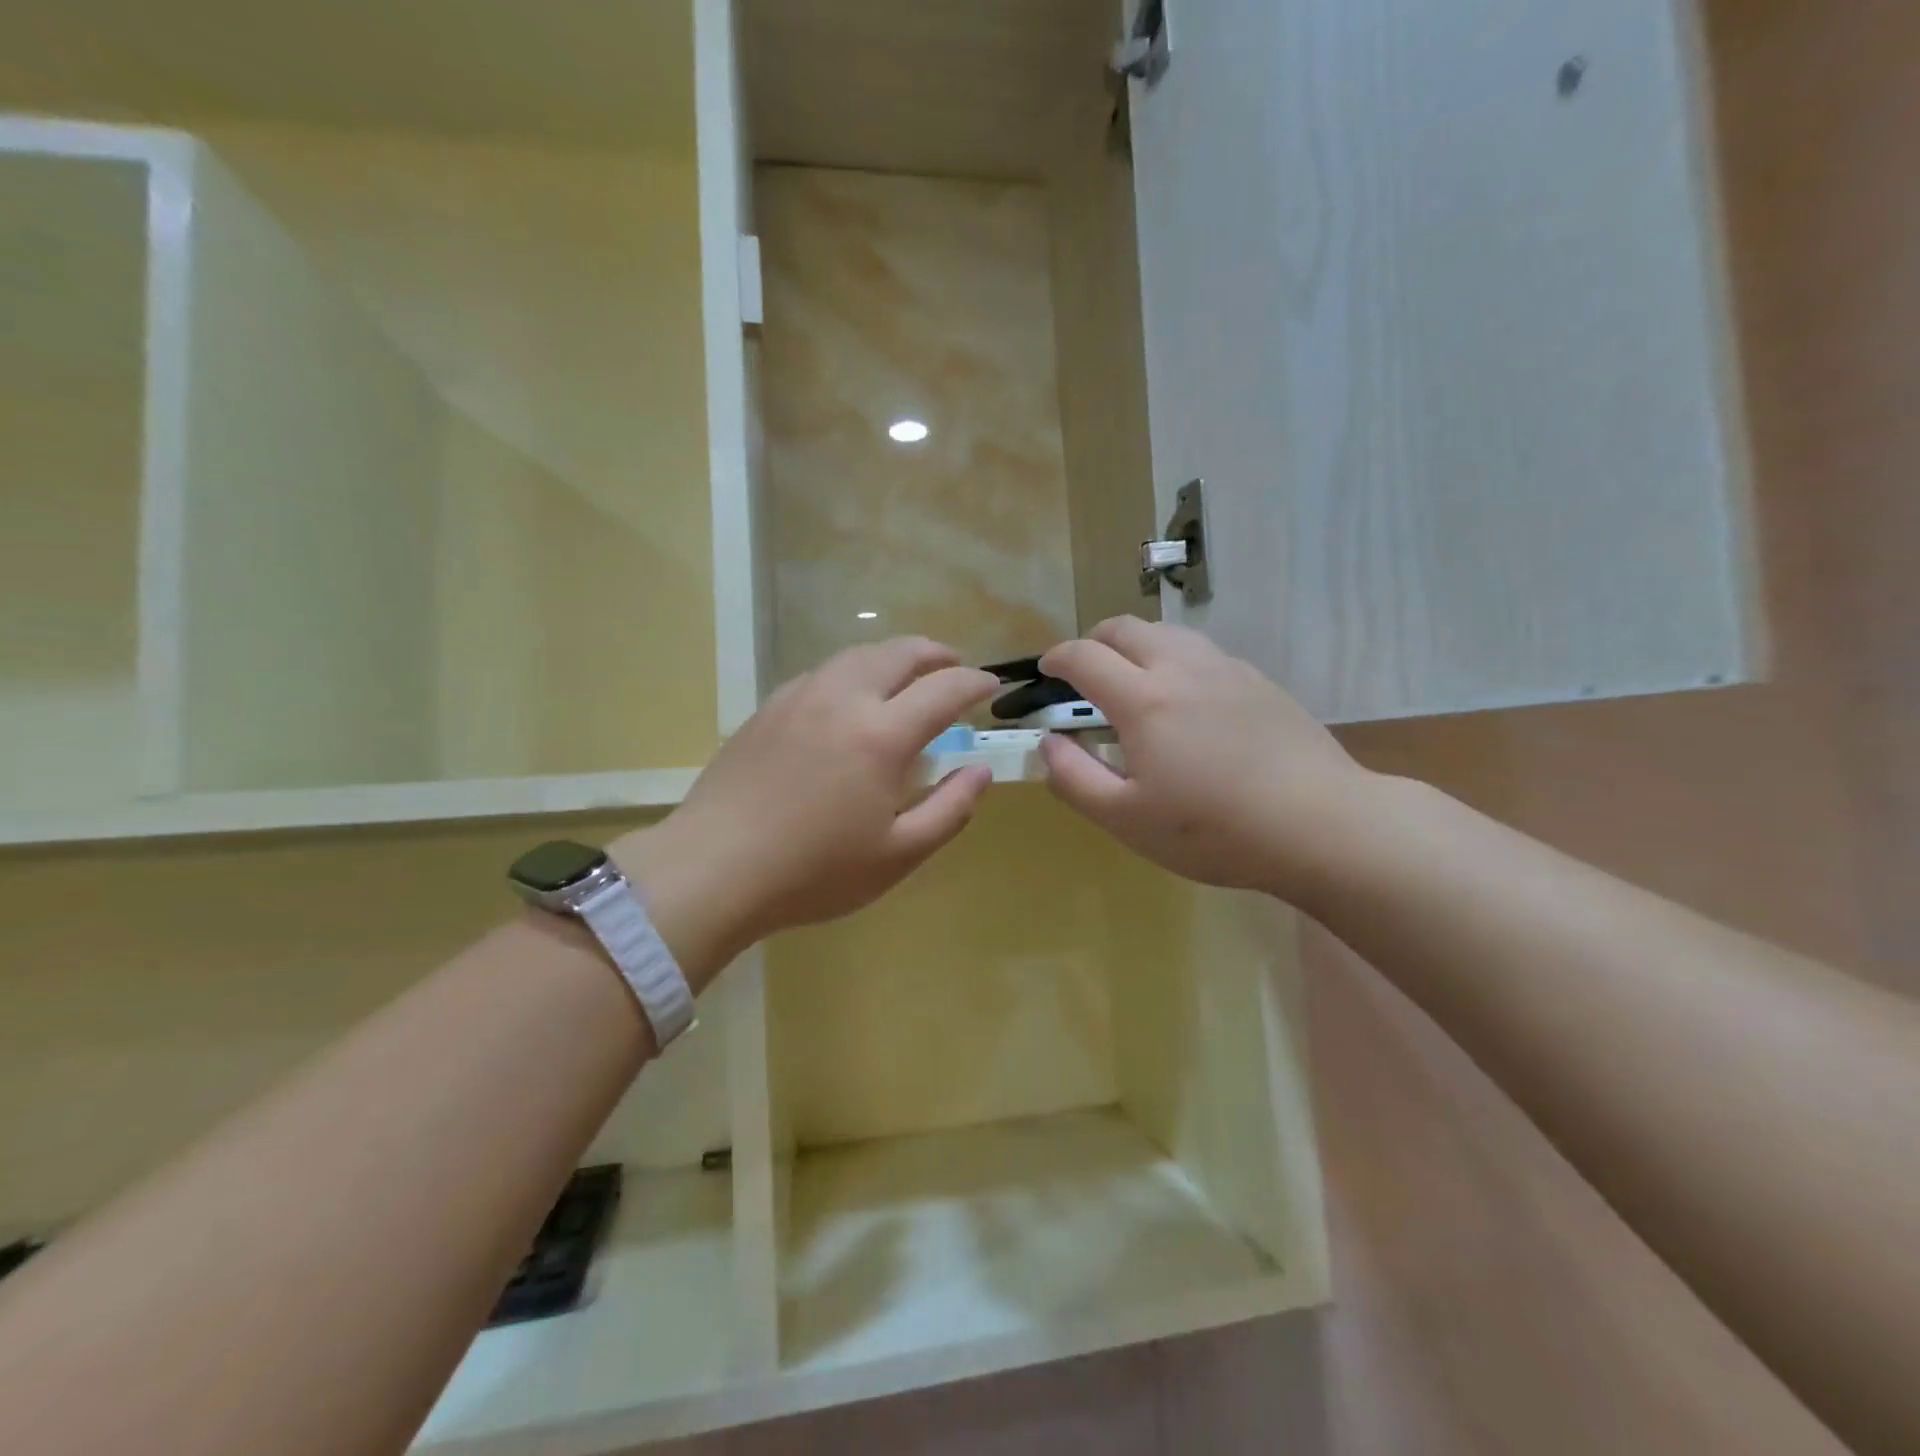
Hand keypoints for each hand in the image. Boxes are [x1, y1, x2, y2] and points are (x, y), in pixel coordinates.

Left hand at [614, 639, 997, 978]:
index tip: (991, 686)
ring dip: (892, 656)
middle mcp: (843, 699)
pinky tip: (849, 696)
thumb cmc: (814, 872)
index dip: (974, 682)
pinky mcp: (768, 708)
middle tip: (954, 666)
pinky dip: (852, 671)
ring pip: (856, 655)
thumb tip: (980, 771)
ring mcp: (799, 698)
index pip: (943, 689)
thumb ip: (950, 809)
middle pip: (898, 653)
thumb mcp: (898, 855)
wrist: (714, 868)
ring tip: (907, 674)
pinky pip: (822, 672)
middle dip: (935, 653)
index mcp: (881, 735)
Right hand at [1039, 618, 1374, 902]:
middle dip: (1093, 642)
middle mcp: (1182, 668)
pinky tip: (1187, 702)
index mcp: (1143, 699)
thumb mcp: (1126, 819)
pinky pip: (1203, 653)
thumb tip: (1048, 743)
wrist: (1321, 824)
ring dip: (1136, 646)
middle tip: (1085, 674)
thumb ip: (1074, 778)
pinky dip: (1175, 661)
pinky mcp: (1259, 682)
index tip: (1046, 672)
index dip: (1056, 659)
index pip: (1084, 657)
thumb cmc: (1213, 829)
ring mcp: (1226, 669)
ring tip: (1134, 683)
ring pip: (1167, 634)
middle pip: (1125, 628)